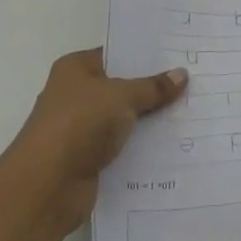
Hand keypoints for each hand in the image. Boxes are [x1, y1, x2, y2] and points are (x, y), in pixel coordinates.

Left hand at [0, 49, 186, 238]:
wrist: (47, 186)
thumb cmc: (80, 123)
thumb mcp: (122, 96)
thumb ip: (152, 87)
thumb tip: (181, 74)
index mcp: (75, 69)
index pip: (115, 54)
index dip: (145, 56)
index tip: (178, 55)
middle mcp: (75, 95)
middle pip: (121, 88)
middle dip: (152, 89)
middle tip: (193, 83)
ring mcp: (81, 129)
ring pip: (124, 120)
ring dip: (150, 121)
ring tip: (192, 113)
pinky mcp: (88, 160)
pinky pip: (122, 148)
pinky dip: (142, 148)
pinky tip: (174, 145)